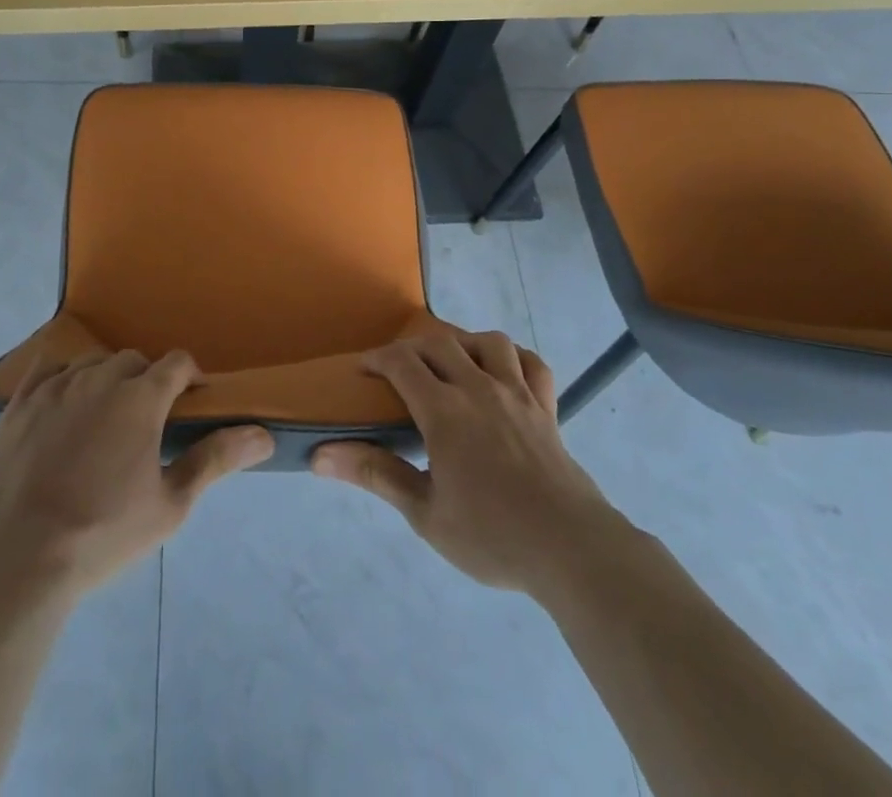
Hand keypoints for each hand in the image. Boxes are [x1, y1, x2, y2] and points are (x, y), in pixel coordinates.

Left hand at [0, 349, 273, 598]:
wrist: (19, 559)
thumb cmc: (104, 533)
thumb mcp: (170, 505)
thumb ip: (215, 459)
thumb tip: (263, 434)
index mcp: (141, 397)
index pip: (177, 363)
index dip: (190, 377)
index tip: (192, 402)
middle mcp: (100, 378)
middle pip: (133, 361)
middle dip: (147, 381)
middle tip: (147, 422)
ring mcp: (56, 387)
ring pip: (91, 362)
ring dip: (106, 378)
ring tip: (104, 416)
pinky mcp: (20, 403)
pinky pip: (47, 369)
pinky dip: (62, 378)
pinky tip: (62, 403)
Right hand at [312, 332, 614, 597]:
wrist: (571, 550)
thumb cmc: (492, 535)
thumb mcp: (424, 513)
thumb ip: (375, 474)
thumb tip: (320, 455)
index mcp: (445, 410)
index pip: (402, 362)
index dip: (376, 359)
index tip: (362, 371)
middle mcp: (479, 388)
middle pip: (440, 343)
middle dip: (412, 348)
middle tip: (399, 371)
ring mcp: (518, 393)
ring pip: (488, 341)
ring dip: (464, 343)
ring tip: (452, 365)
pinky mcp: (547, 407)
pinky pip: (533, 364)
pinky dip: (515, 358)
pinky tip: (504, 373)